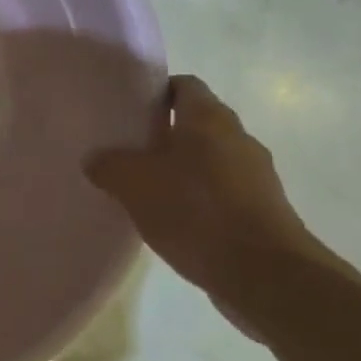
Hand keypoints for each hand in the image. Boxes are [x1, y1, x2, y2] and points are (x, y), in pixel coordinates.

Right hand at [86, 75, 334, 332]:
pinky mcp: (263, 211)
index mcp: (209, 118)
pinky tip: (174, 221)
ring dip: (182, 170)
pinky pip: (222, 193)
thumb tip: (96, 159)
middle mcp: (238, 138)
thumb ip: (110, 165)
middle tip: (127, 151)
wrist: (264, 275)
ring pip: (210, 160)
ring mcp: (256, 176)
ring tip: (146, 190)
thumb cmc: (196, 212)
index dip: (155, 92)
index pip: (183, 85)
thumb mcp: (134, 184)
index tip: (129, 110)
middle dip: (163, 135)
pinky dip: (199, 200)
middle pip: (197, 124)